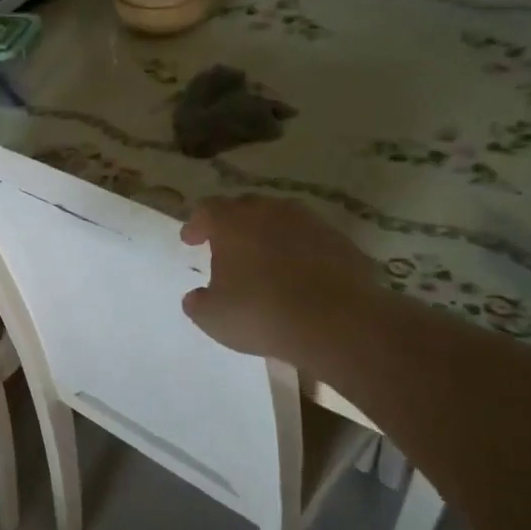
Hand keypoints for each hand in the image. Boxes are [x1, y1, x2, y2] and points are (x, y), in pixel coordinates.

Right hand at [180, 196, 377, 364]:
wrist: (337, 322)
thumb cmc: (261, 313)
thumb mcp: (213, 317)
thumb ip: (198, 302)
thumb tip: (196, 297)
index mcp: (232, 223)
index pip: (206, 210)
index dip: (195, 224)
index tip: (190, 241)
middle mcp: (269, 212)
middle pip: (245, 207)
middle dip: (232, 223)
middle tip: (225, 246)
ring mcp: (309, 223)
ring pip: (281, 219)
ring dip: (268, 234)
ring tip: (264, 258)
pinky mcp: (340, 241)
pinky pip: (310, 238)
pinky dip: (299, 249)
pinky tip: (299, 274)